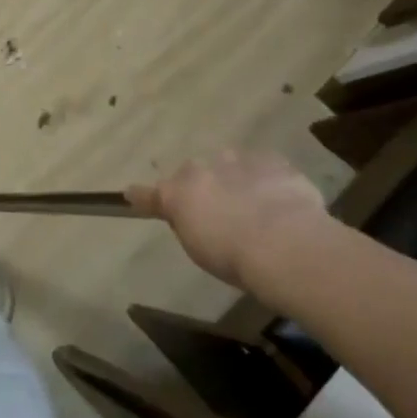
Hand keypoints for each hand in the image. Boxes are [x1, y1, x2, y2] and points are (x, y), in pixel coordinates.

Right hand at [128, 149, 328, 290]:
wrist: (284, 244)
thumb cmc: (233, 257)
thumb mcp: (198, 248)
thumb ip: (189, 223)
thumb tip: (190, 216)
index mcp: (177, 193)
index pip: (150, 193)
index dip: (142, 196)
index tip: (131, 194)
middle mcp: (201, 168)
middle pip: (195, 173)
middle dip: (204, 186)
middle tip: (219, 210)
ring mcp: (237, 160)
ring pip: (231, 166)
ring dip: (236, 179)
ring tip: (254, 204)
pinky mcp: (272, 161)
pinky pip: (265, 168)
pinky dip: (267, 180)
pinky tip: (281, 200)